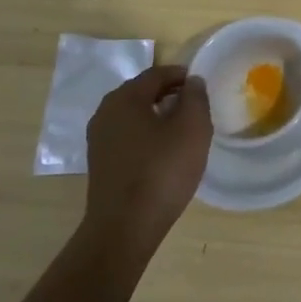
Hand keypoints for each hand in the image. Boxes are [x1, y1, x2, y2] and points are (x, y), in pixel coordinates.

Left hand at [78, 66, 212, 266]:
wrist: (124, 228)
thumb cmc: (162, 171)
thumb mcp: (192, 128)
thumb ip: (195, 97)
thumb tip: (192, 82)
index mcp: (125, 98)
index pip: (157, 74)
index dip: (182, 76)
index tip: (201, 86)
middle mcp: (105, 112)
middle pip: (142, 92)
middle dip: (169, 95)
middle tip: (195, 107)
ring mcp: (99, 139)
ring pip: (134, 116)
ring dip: (157, 116)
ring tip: (182, 130)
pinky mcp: (100, 163)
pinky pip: (127, 137)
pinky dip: (146, 136)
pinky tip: (163, 153)